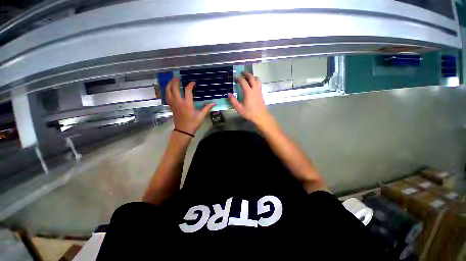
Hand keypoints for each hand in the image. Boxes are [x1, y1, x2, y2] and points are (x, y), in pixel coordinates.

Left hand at [167, 78, 214, 134]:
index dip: (190, 85)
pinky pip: (167, 97)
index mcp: (187, 104)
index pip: (187, 91)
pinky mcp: (171, 107)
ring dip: (169, 85)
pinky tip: (169, 90)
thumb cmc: (193, 123)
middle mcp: (179, 102)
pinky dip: (167, 91)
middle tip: (179, 77)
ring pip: (168, 91)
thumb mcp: (201, 116)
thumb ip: (207, 108)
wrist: (183, 131)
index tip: (193, 83)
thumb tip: (214, 103)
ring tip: (172, 81)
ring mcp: (173, 104)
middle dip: (176, 81)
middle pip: (174, 88)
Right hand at [228, 72, 271, 125]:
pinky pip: (259, 83)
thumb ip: (233, 101)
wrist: (261, 116)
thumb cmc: (249, 113)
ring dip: (252, 76)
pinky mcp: (261, 93)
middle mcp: (254, 89)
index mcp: (248, 92)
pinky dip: (255, 80)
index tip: (235, 78)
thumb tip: (229, 94)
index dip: (239, 78)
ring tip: (248, 77)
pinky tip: (252, 84)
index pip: (243, 81)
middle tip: (242, 73)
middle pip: (251, 77)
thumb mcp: (239, 108)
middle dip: (246, 74)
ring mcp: (259, 90)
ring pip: (257, 79)